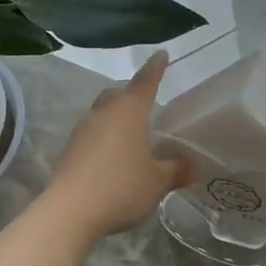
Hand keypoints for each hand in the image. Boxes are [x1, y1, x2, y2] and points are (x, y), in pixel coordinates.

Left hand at [46, 51, 195, 238]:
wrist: (70, 211)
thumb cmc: (121, 187)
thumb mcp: (157, 181)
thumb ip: (176, 170)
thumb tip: (195, 166)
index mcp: (130, 111)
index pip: (146, 81)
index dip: (155, 68)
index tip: (161, 54)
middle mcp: (104, 113)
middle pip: (118, 93)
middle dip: (132, 93)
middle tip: (147, 101)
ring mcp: (83, 130)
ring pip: (102, 112)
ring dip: (116, 116)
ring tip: (131, 131)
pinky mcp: (70, 150)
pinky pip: (92, 132)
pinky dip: (104, 135)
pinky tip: (113, 154)